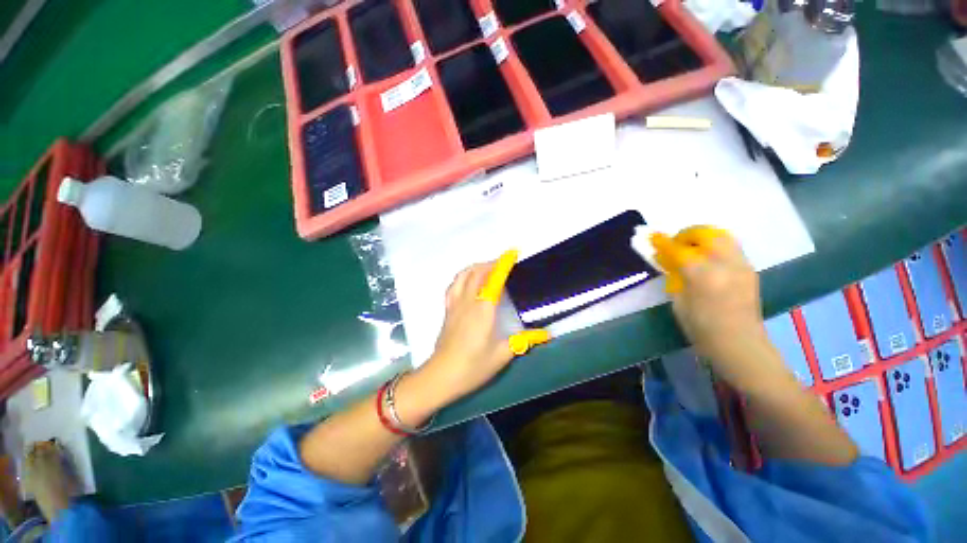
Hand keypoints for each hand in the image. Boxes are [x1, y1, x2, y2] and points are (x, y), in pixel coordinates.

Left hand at [420, 253, 549, 402]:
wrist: (442, 375)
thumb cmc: (473, 366)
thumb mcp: (502, 355)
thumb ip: (524, 341)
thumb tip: (547, 334)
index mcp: (483, 309)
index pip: (493, 279)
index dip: (503, 264)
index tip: (512, 253)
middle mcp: (468, 301)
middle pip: (477, 272)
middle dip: (491, 263)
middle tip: (504, 264)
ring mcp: (455, 304)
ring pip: (463, 276)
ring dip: (476, 267)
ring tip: (487, 268)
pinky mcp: (448, 310)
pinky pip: (453, 286)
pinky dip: (462, 277)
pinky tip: (468, 281)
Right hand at [653, 228, 780, 389]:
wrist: (740, 344)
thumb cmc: (702, 328)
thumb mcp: (679, 302)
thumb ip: (674, 277)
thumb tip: (665, 259)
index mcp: (703, 276)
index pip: (679, 250)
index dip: (663, 242)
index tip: (652, 235)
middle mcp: (725, 265)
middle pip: (706, 234)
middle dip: (688, 233)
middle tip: (675, 243)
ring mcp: (741, 265)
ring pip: (722, 236)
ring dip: (703, 237)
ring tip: (691, 247)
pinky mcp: (749, 270)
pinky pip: (730, 247)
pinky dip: (715, 246)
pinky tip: (706, 259)